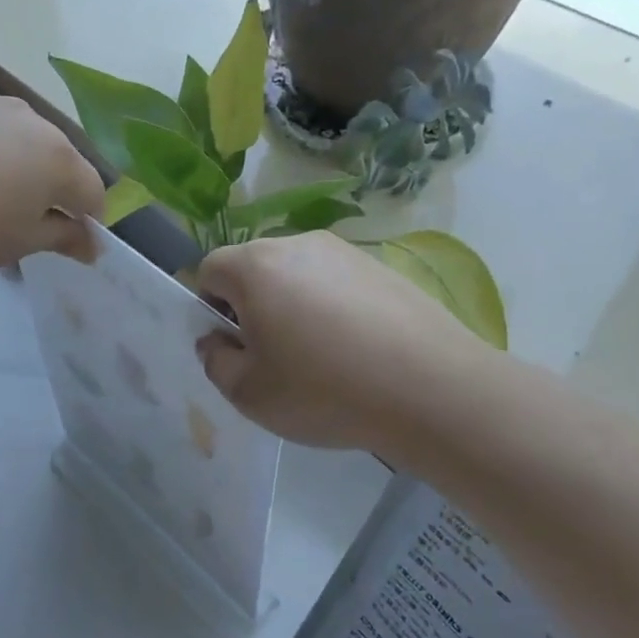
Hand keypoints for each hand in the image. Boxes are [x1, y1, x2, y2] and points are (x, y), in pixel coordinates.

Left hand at [0, 97, 104, 276]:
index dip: (88, 223)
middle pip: (59, 161)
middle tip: (29, 225)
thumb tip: (91, 245)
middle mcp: (32, 121)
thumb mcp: (20, 243)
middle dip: (54, 192)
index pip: (92, 193)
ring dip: (20, 169)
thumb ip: (63, 238)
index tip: (69, 246)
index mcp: (59, 158)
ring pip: (21, 142)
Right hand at [194, 232, 473, 452]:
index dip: (208, 308)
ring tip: (319, 357)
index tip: (233, 346)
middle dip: (251, 306)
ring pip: (298, 275)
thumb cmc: (324, 390)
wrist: (430, 388)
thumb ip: (215, 362)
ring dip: (293, 306)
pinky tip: (356, 350)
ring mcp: (346, 252)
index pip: (209, 269)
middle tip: (272, 356)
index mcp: (256, 267)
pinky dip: (333, 309)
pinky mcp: (382, 267)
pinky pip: (337, 283)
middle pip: (255, 268)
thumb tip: (216, 341)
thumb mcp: (249, 393)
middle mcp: (298, 244)